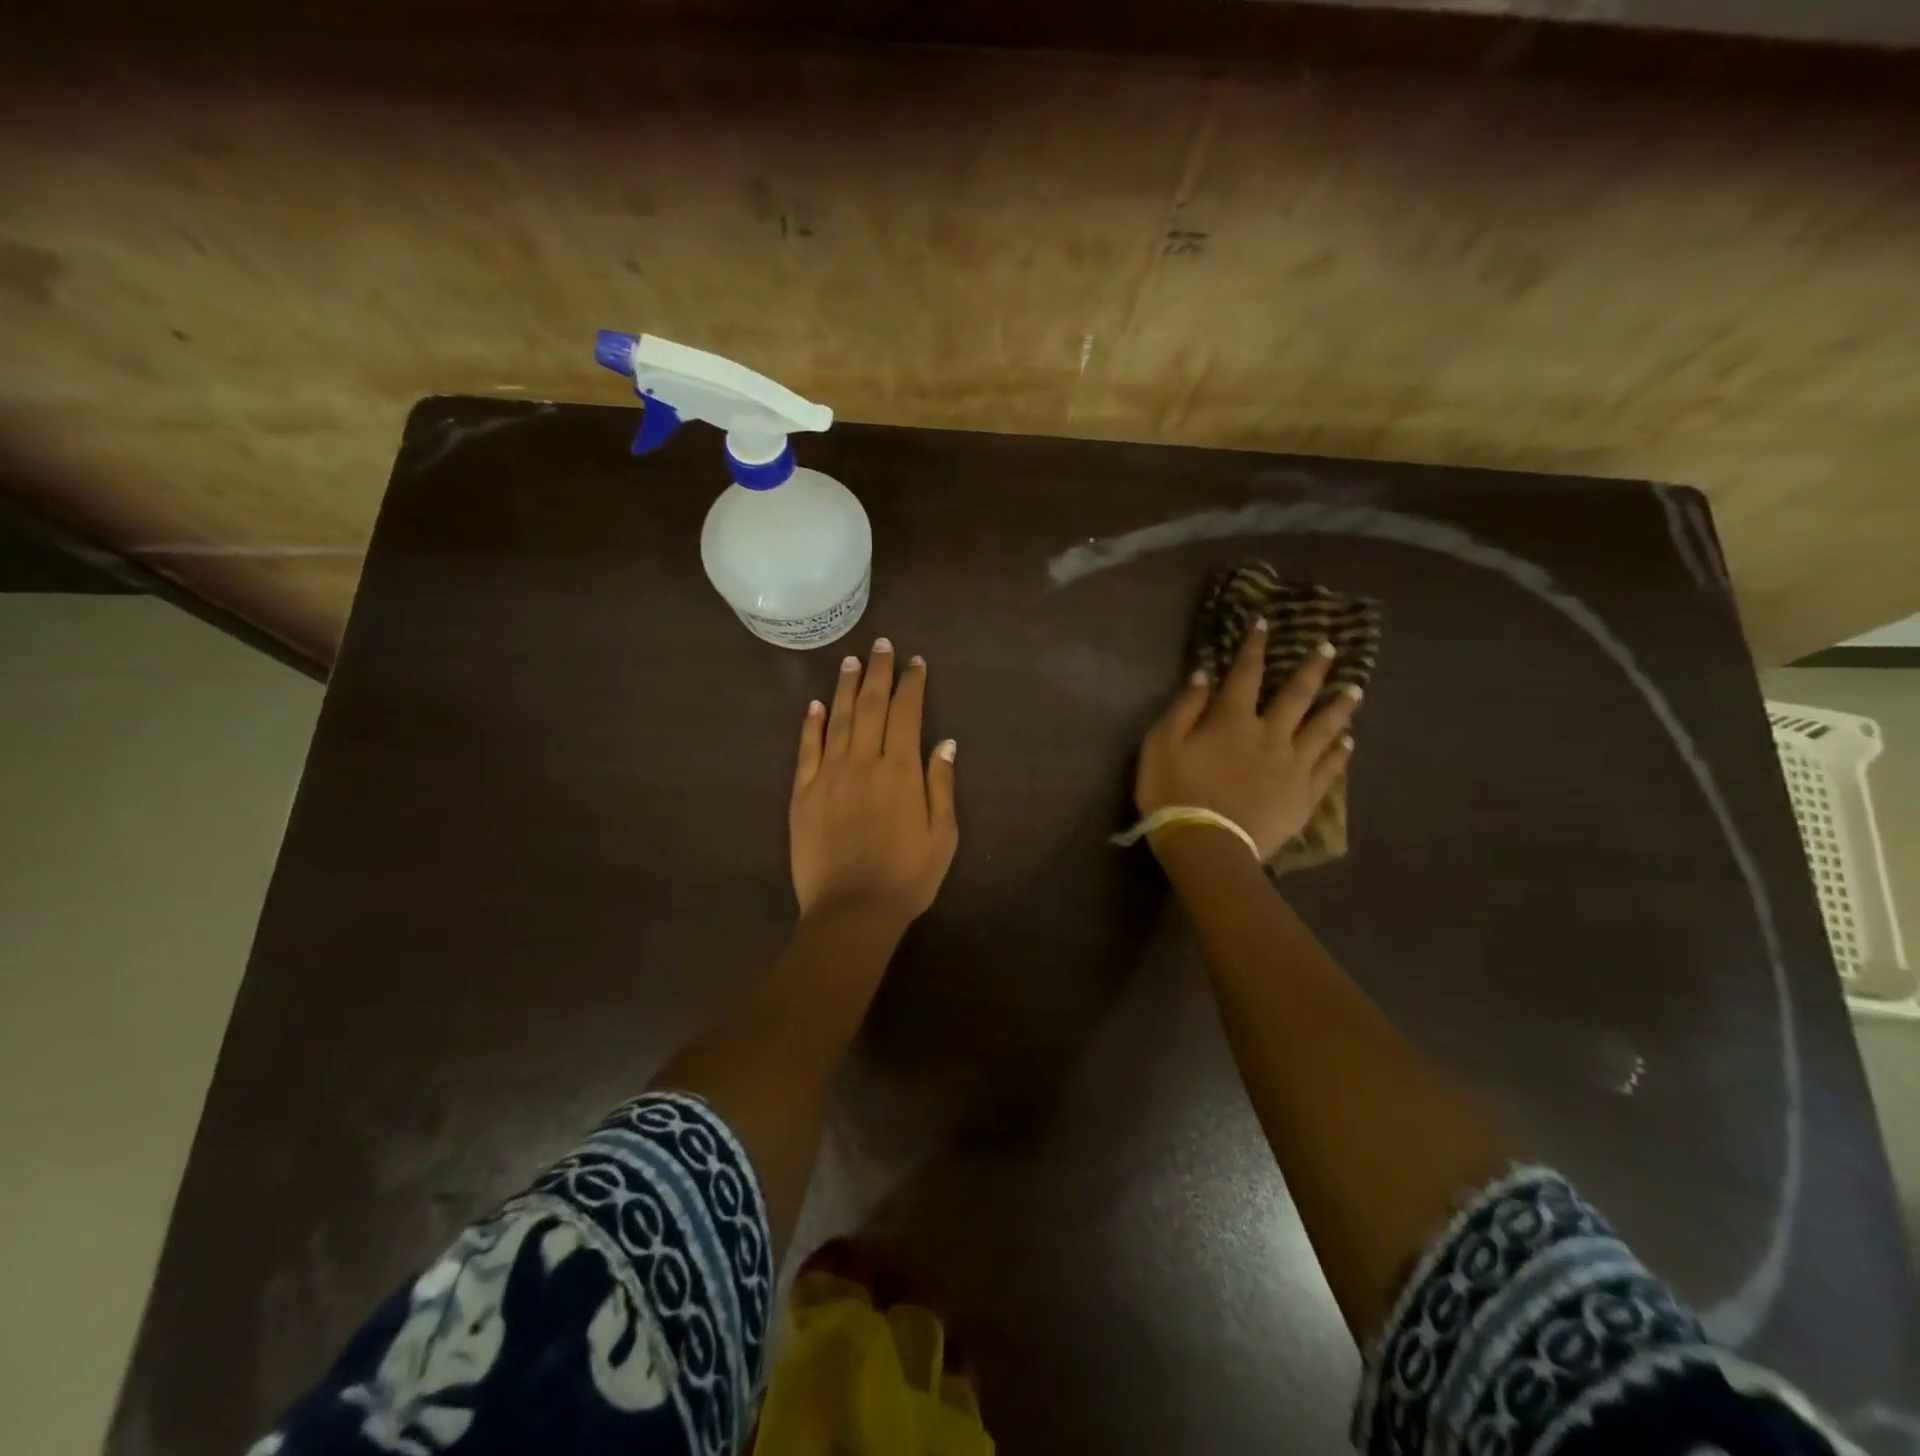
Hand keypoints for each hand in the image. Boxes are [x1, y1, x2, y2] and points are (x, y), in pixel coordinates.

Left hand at [791, 638, 958, 924]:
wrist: (851, 912)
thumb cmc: (906, 878)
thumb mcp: (943, 836)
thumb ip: (941, 786)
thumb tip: (945, 743)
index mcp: (901, 772)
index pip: (906, 714)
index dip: (911, 685)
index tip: (915, 662)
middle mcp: (863, 763)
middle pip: (870, 706)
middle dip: (878, 672)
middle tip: (881, 645)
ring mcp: (829, 776)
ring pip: (836, 720)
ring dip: (844, 687)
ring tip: (851, 661)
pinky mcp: (803, 794)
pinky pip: (806, 750)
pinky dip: (810, 725)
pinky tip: (814, 705)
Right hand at [1134, 623, 1358, 860]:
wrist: (1206, 844)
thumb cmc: (1174, 791)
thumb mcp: (1161, 744)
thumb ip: (1185, 708)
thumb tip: (1205, 675)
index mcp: (1233, 720)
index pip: (1246, 674)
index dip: (1255, 647)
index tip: (1266, 624)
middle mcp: (1270, 735)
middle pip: (1297, 696)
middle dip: (1312, 669)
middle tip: (1330, 648)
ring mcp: (1292, 766)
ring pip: (1323, 729)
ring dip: (1339, 706)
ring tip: (1355, 689)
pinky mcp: (1303, 796)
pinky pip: (1328, 769)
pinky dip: (1340, 753)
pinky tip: (1349, 742)